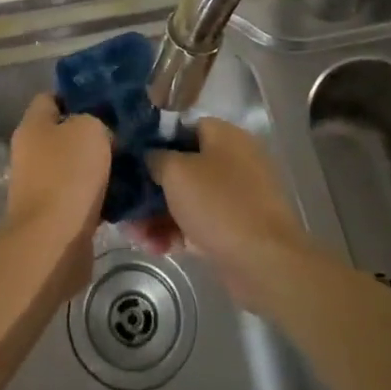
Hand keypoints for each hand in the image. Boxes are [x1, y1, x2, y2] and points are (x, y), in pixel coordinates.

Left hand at [5, 94, 110, 299]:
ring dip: (101, 167)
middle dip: (95, 134)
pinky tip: (126, 194)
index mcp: (33, 126)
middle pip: (66, 133)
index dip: (78, 95)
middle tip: (128, 133)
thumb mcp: (90, 129)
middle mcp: (31, 153)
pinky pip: (82, 196)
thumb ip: (96, 121)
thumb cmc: (69, 175)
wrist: (54, 241)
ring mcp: (41, 185)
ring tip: (133, 163)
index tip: (108, 101)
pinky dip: (101, 195)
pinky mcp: (56, 214)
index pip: (51, 97)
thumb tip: (102, 135)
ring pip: (77, 166)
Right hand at [133, 118, 313, 308]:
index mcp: (224, 136)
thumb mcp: (176, 172)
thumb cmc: (219, 204)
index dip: (154, 142)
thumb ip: (156, 158)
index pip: (182, 128)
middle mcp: (232, 161)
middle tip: (126, 204)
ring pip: (187, 199)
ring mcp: (235, 196)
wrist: (264, 261)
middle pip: (182, 167)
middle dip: (151, 188)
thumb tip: (150, 157)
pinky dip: (176, 232)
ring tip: (134, 234)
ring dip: (158, 215)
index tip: (130, 160)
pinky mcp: (234, 228)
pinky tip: (154, 247)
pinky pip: (198, 223)